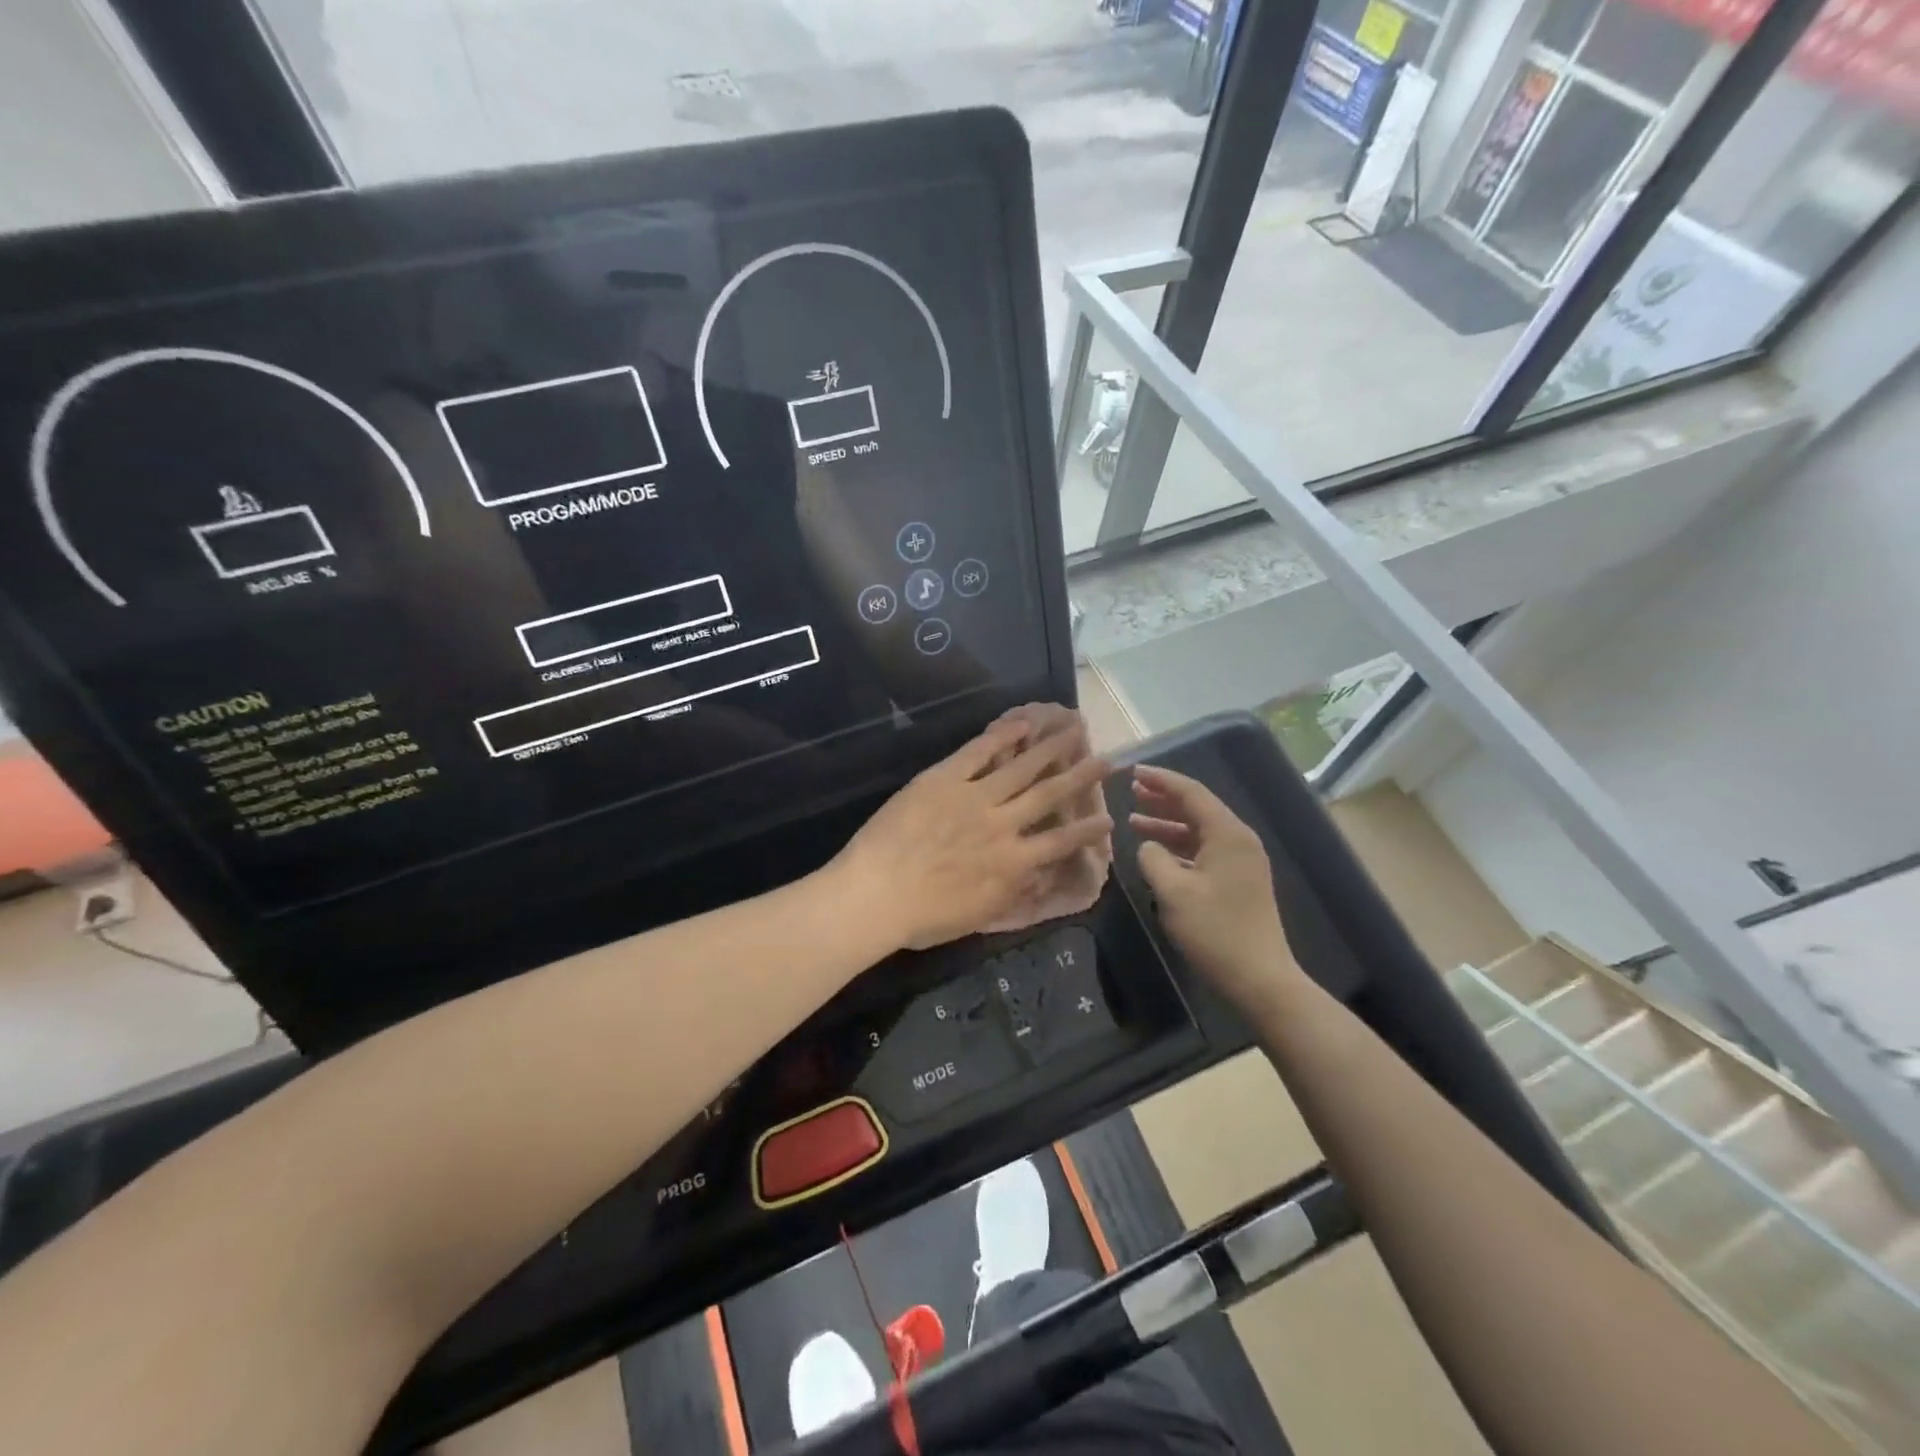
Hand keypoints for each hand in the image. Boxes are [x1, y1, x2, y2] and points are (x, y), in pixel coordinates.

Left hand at [835, 710, 1113, 950]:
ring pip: (1021, 767)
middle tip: (1106, 758)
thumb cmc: (923, 917)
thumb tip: (1040, 874)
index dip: (1087, 831)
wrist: (876, 894)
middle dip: (1080, 776)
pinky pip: (978, 752)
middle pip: (1049, 795)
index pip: (1060, 843)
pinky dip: (1001, 736)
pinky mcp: (945, 778)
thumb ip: (1013, 891)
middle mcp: (1003, 824)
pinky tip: (1021, 722)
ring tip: (1074, 728)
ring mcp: (975, 797)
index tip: (1109, 818)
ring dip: (1050, 748)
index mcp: (1012, 863)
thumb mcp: (979, 915)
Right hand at [1128, 765, 1299, 1013]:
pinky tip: (1157, 851)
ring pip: (1199, 830)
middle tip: (1131, 790)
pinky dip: (1179, 845)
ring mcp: (1242, 861)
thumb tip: (1147, 846)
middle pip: (1197, 807)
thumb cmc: (1215, 931)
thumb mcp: (1172, 892)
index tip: (1133, 772)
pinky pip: (1204, 849)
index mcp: (1228, 834)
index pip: (1191, 792)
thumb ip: (1152, 858)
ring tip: (1135, 818)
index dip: (1160, 780)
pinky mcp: (1239, 880)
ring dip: (1168, 822)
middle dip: (1163, 797)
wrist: (1260, 978)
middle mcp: (1239, 840)